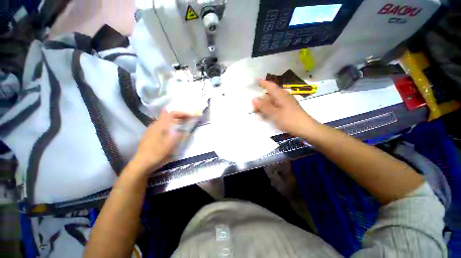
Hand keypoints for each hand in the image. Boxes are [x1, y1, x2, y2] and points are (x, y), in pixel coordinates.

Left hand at [131, 109, 193, 175]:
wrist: (141, 163)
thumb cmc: (156, 154)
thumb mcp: (170, 146)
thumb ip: (179, 137)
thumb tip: (187, 131)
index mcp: (160, 126)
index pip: (172, 114)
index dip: (183, 113)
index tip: (191, 116)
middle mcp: (155, 125)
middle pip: (168, 115)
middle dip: (179, 116)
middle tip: (188, 119)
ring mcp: (151, 129)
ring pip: (164, 120)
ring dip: (174, 119)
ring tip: (182, 123)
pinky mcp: (150, 134)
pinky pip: (161, 125)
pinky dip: (169, 124)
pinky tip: (171, 129)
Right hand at [252, 80, 319, 137]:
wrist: (306, 129)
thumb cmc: (290, 120)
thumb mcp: (275, 113)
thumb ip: (264, 106)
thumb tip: (254, 99)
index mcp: (281, 95)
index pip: (270, 86)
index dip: (263, 83)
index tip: (255, 81)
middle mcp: (283, 98)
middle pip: (269, 96)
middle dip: (260, 101)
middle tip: (253, 109)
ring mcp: (286, 104)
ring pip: (272, 103)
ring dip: (264, 107)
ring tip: (258, 114)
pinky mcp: (287, 110)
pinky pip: (276, 108)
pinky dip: (270, 111)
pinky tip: (266, 117)